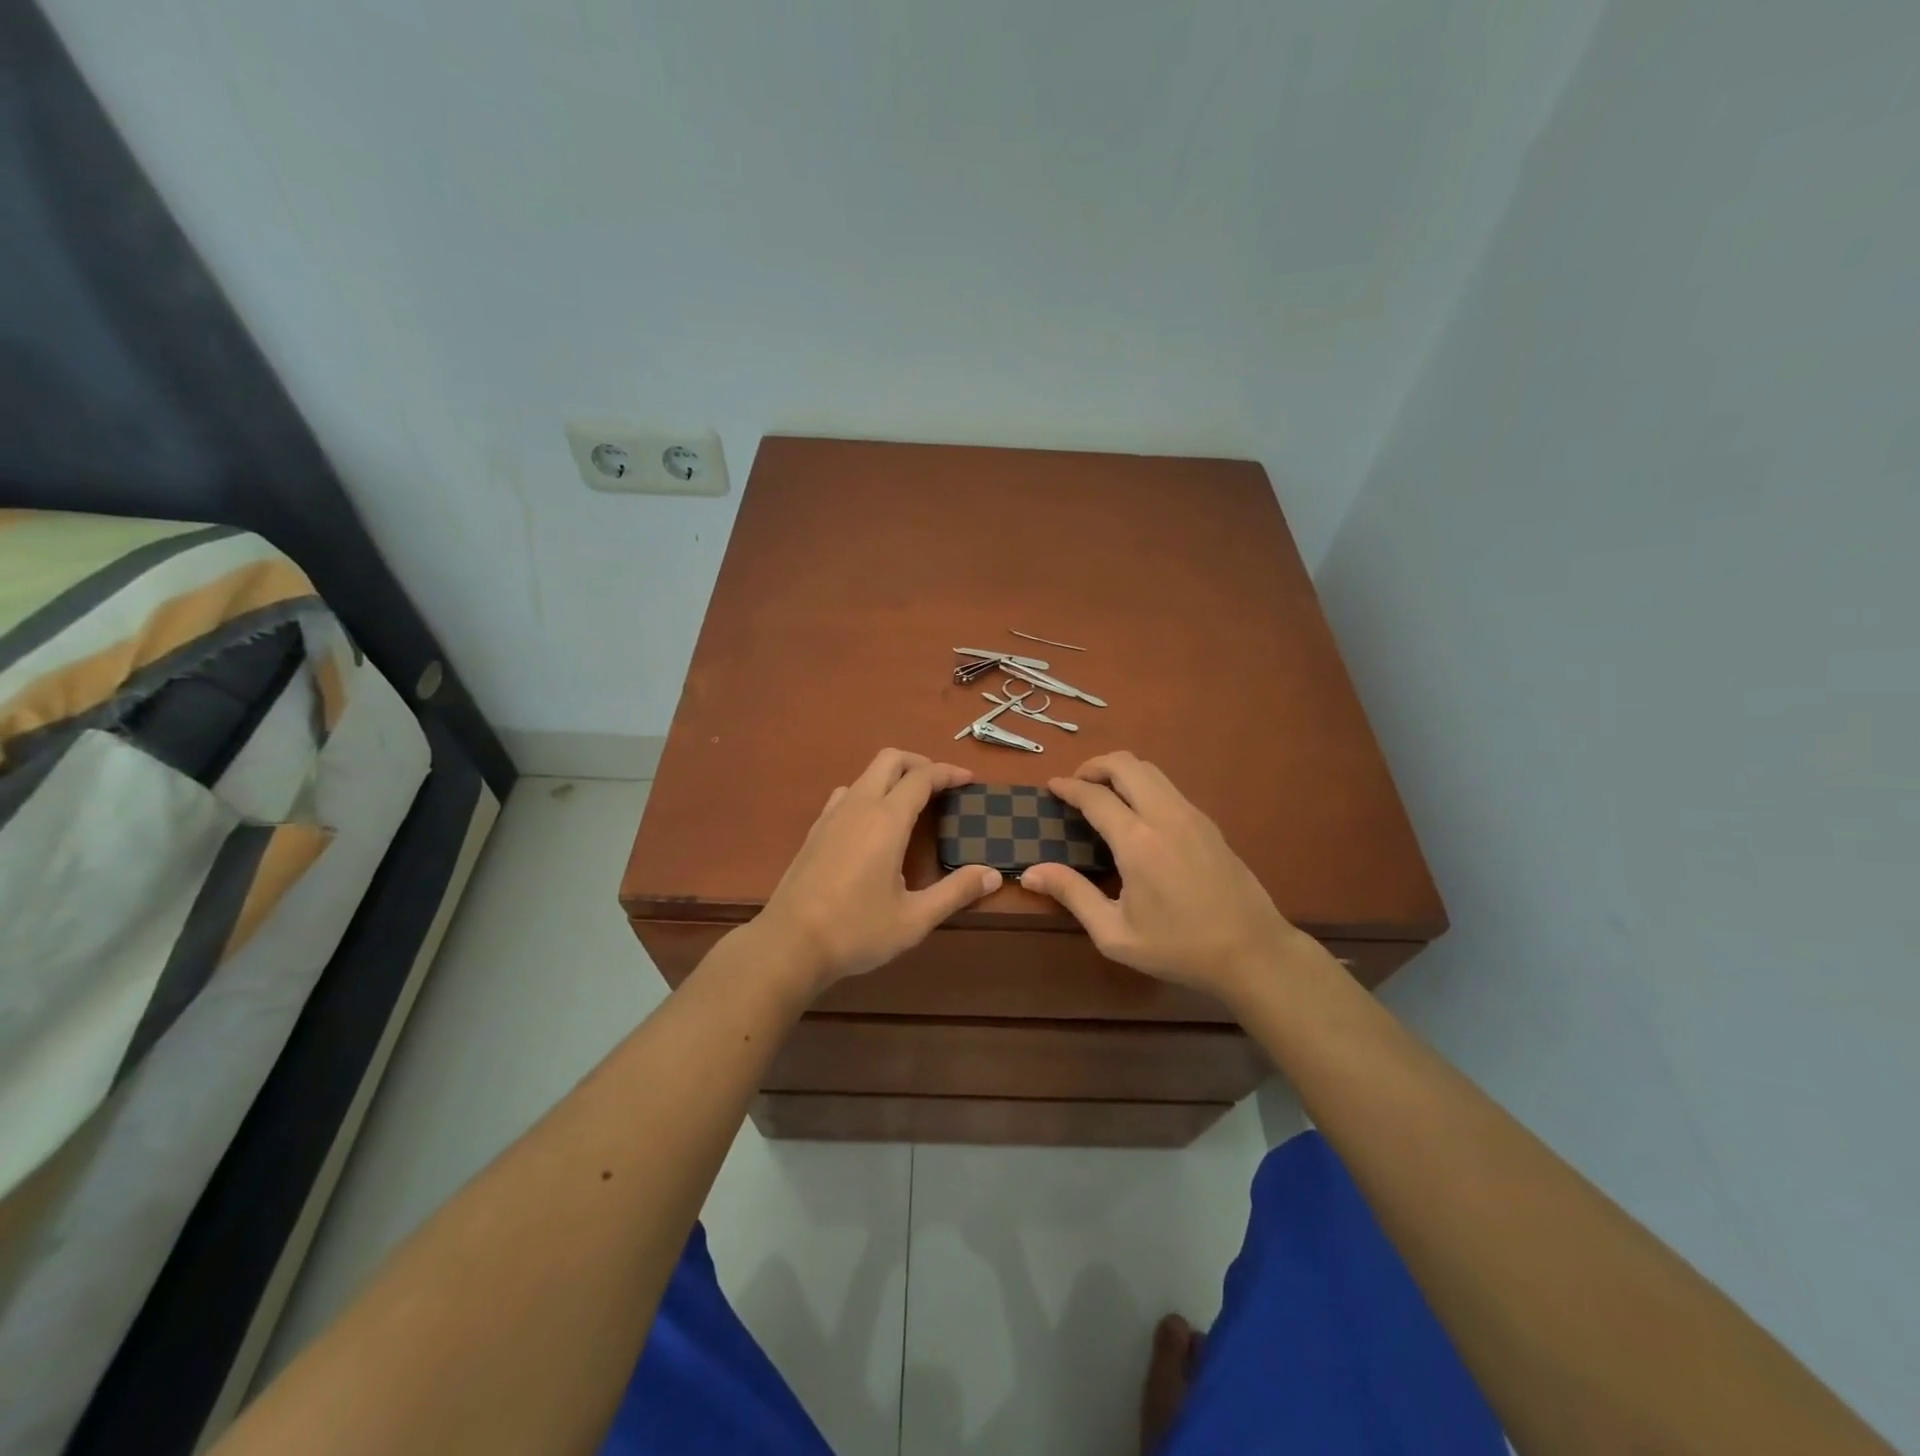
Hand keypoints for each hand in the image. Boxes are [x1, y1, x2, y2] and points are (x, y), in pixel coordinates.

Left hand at [757, 749, 1002, 990]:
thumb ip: (956, 892)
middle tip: (942, 785)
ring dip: (892, 776)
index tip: (969, 780)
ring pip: (865, 774)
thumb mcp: (914, 919)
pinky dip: (869, 792)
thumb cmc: (856, 931)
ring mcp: (831, 815)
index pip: (922, 777)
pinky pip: (846, 794)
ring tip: (911, 803)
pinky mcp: (815, 830)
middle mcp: (858, 806)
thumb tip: (992, 874)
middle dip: (920, 763)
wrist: (789, 944)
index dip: (948, 773)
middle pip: (890, 759)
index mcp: (886, 820)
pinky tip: (873, 824)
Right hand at [1020, 752, 1305, 998]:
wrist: (1252, 952)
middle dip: (1094, 766)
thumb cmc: (1179, 948)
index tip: (1051, 786)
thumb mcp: (1115, 933)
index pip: (1094, 795)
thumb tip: (1030, 871)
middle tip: (1076, 785)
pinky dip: (1143, 785)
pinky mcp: (1209, 824)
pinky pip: (1169, 787)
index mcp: (1137, 841)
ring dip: (1121, 772)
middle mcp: (1165, 815)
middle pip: (1126, 764)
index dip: (1068, 787)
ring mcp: (1192, 815)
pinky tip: (1137, 814)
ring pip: (1151, 770)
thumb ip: (1073, 894)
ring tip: (1103, 794)